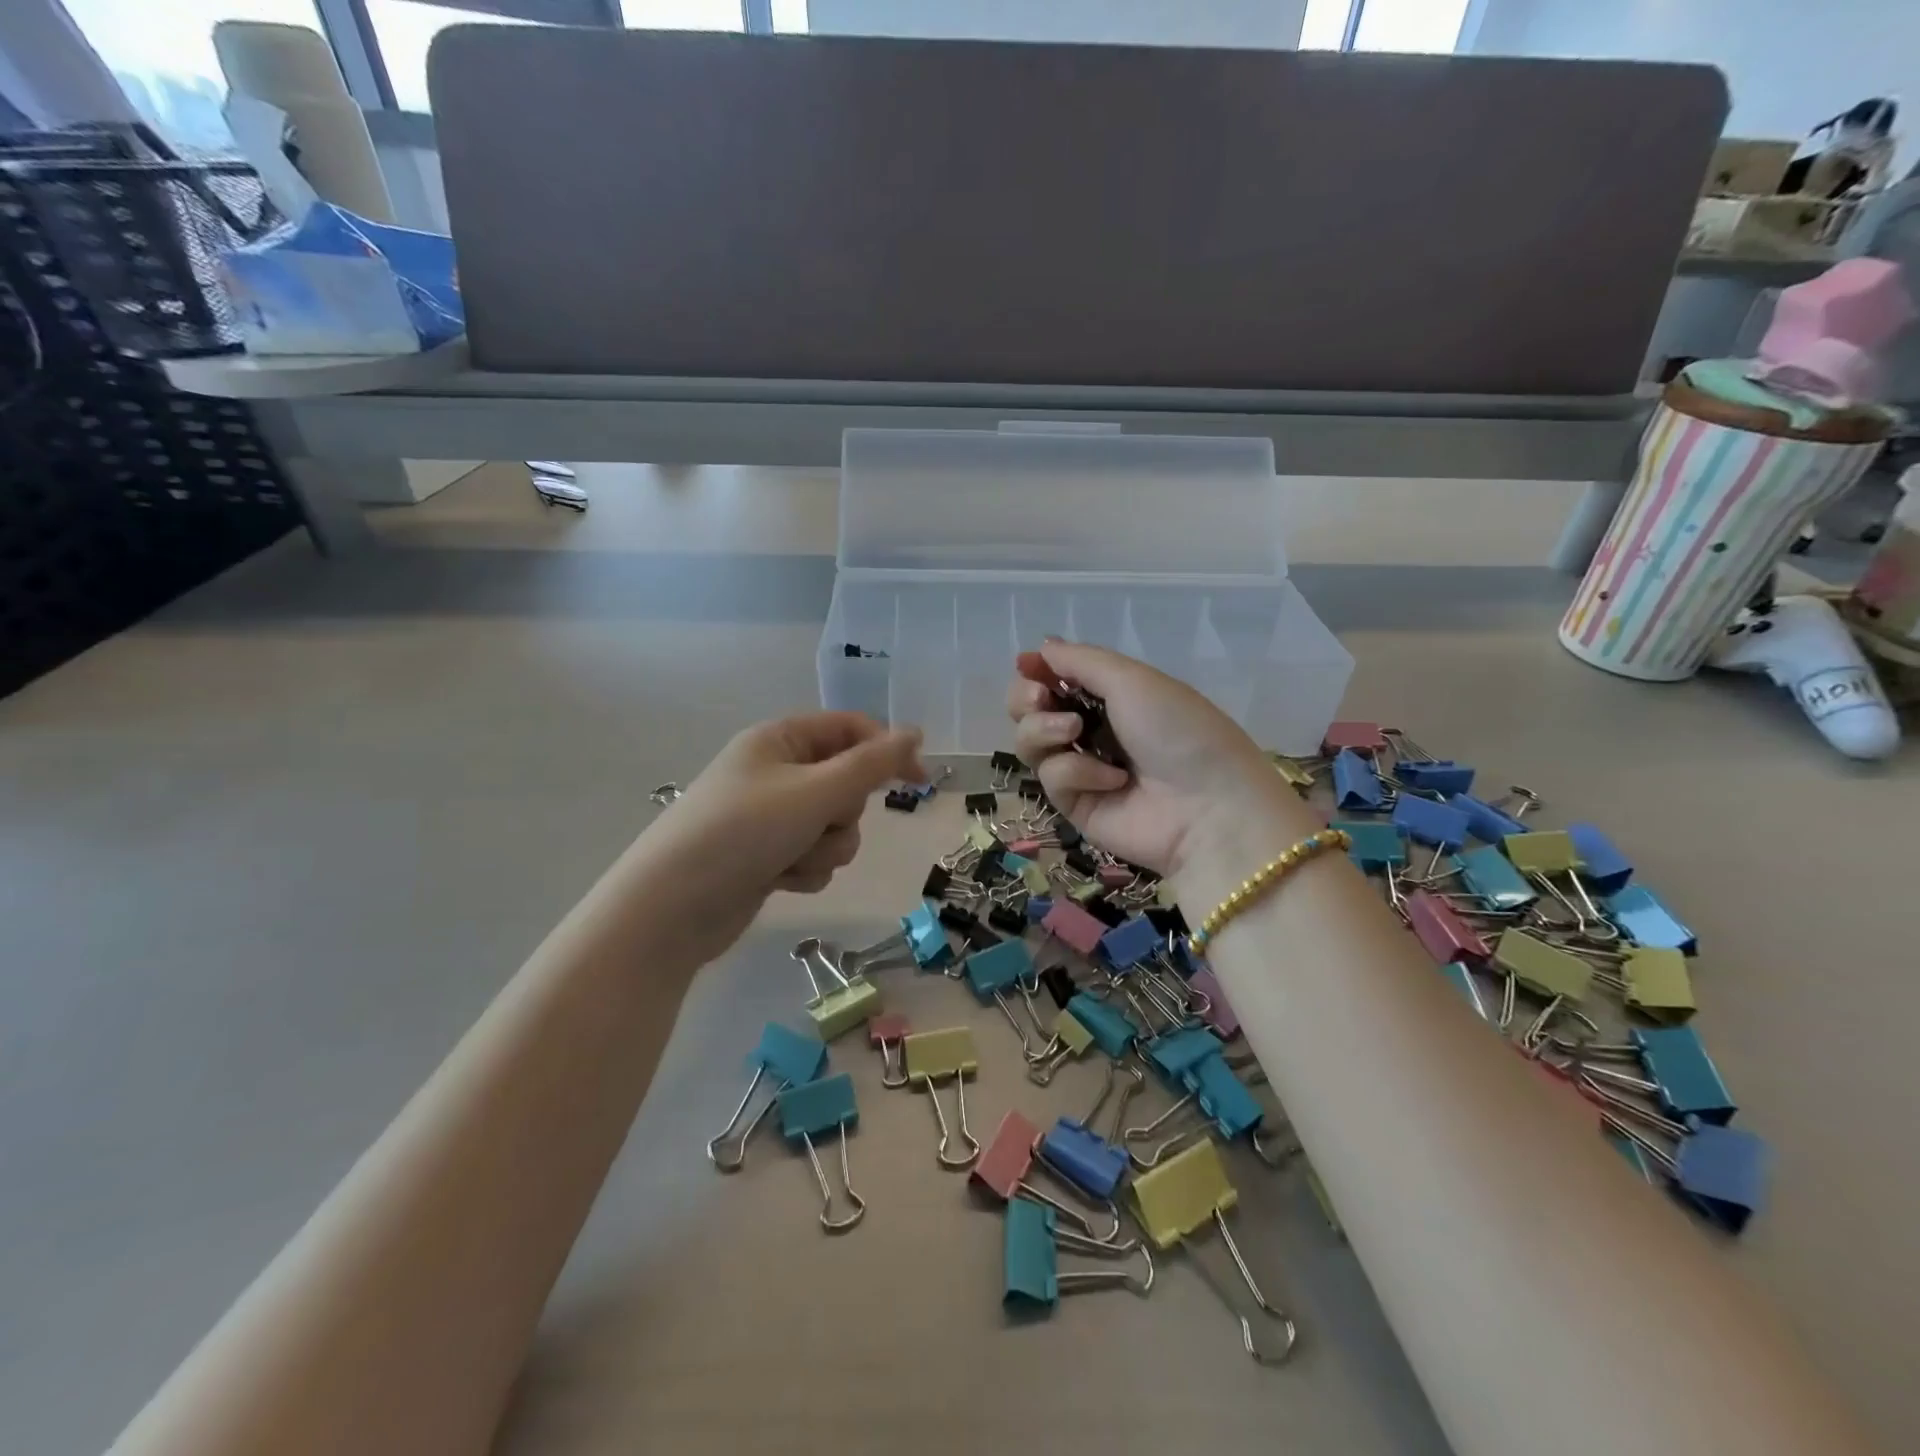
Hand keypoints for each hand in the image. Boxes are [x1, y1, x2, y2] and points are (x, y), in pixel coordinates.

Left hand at [641, 712, 925, 958]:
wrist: (672, 909)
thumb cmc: (743, 833)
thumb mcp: (814, 792)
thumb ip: (871, 764)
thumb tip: (914, 732)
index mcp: (780, 739)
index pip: (850, 730)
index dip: (887, 750)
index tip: (920, 780)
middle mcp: (777, 772)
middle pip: (847, 783)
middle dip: (842, 812)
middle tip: (816, 822)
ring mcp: (772, 816)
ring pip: (836, 826)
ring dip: (824, 847)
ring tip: (789, 859)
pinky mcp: (769, 855)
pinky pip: (815, 855)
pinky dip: (806, 869)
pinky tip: (778, 880)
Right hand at [1006, 641, 1305, 879]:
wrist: (1208, 806)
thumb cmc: (1177, 730)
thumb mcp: (1133, 680)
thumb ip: (1081, 661)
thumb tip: (1041, 647)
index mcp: (1111, 696)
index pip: (1056, 679)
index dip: (1036, 670)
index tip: (1027, 665)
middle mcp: (1091, 729)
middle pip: (1030, 711)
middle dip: (1025, 699)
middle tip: (1040, 698)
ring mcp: (1081, 769)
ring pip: (1030, 743)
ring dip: (1043, 729)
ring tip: (1074, 732)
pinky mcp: (1075, 805)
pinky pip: (1052, 777)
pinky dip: (1077, 772)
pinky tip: (1113, 780)